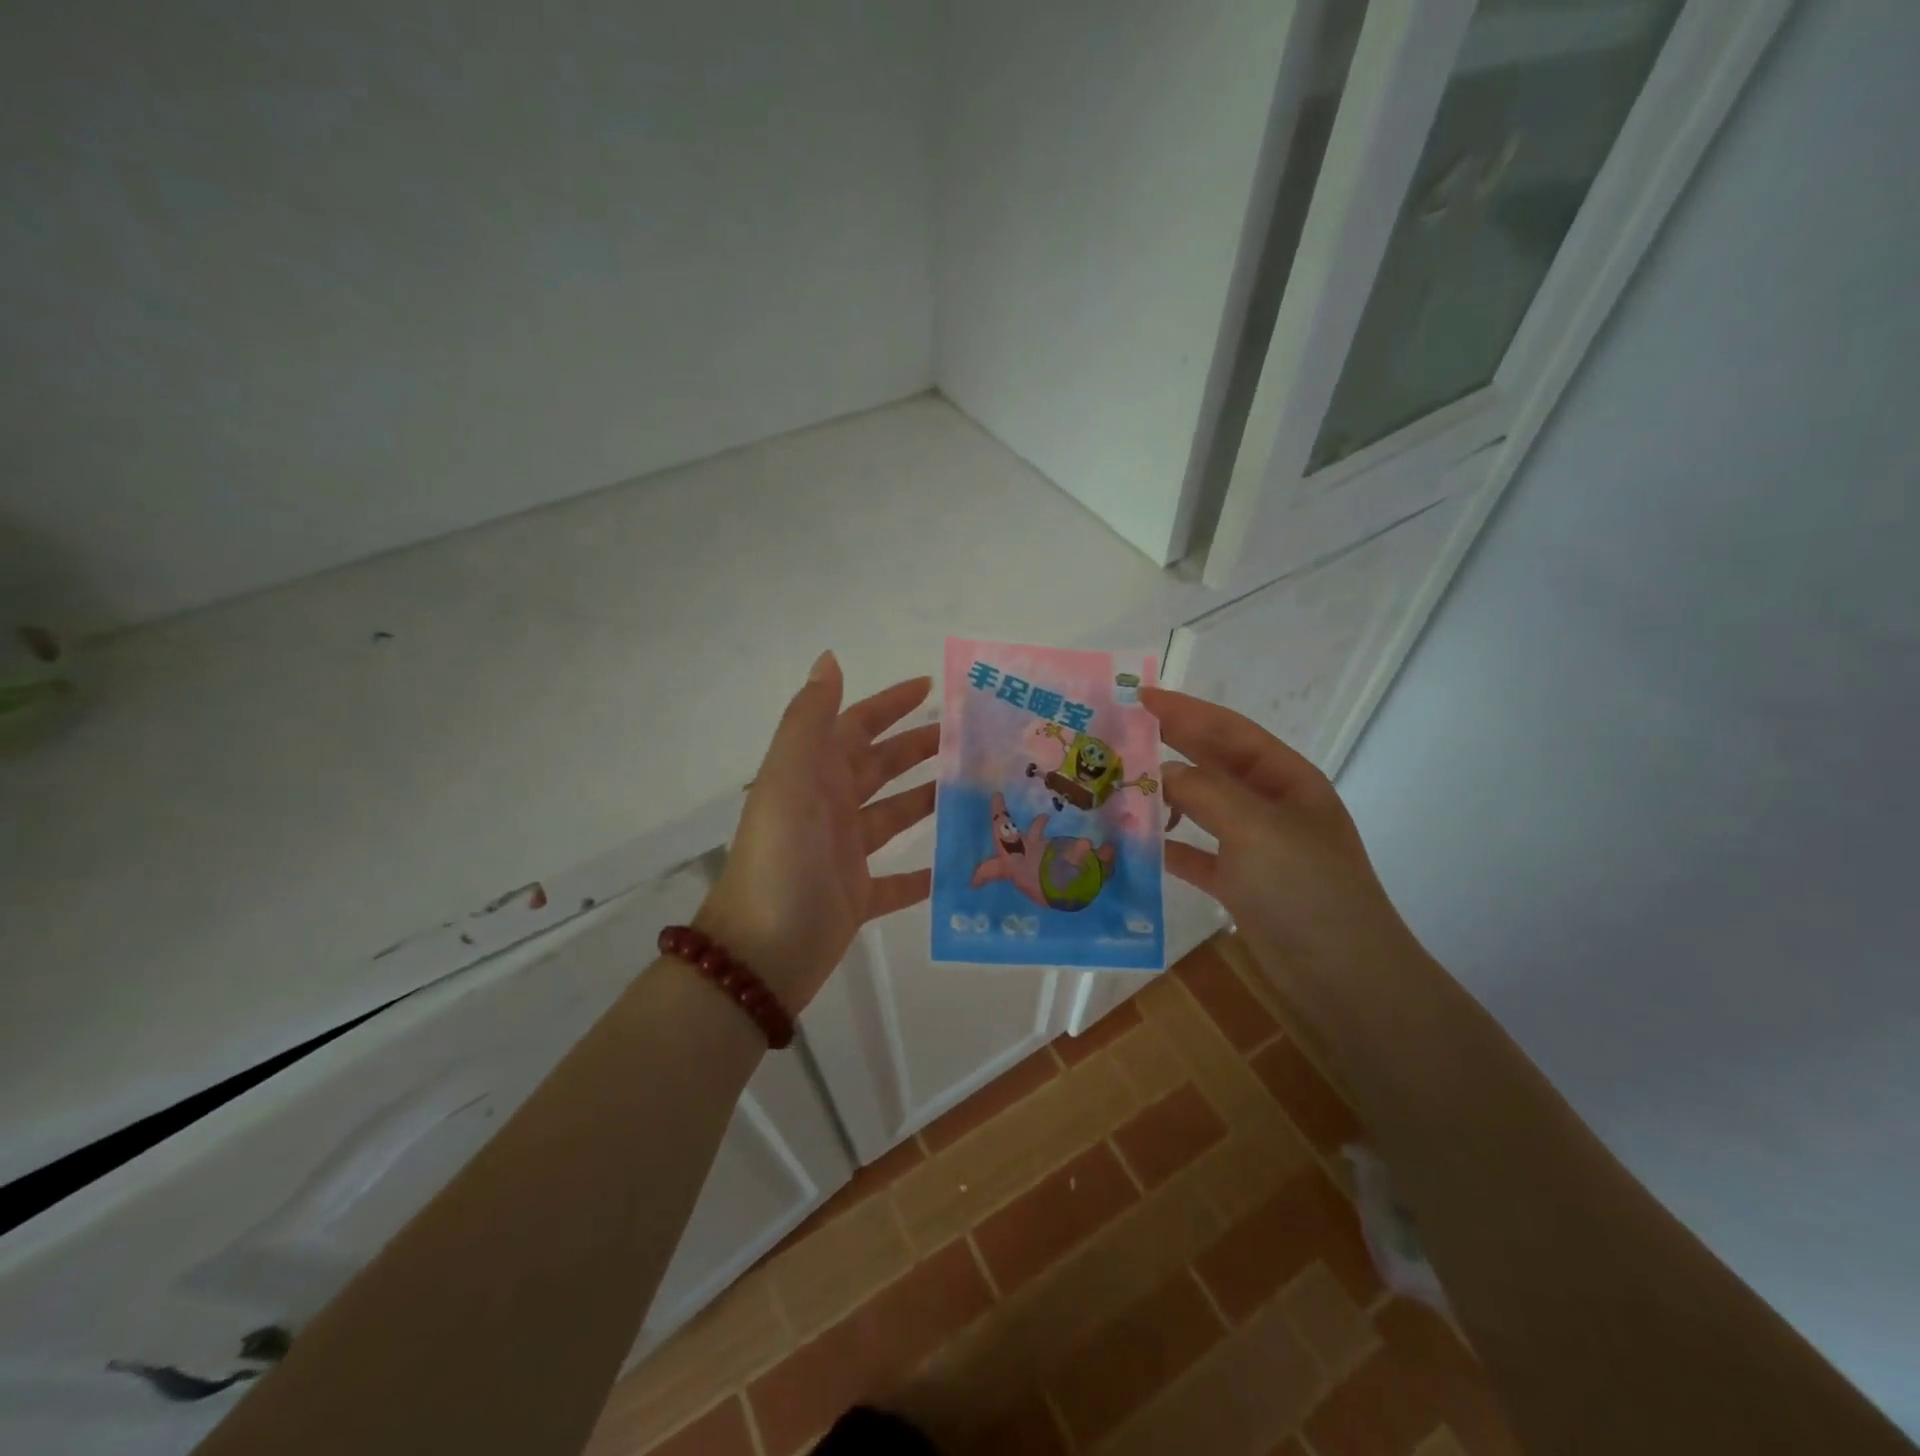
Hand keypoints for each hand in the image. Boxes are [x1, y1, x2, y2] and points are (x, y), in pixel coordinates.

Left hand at [696, 652, 939, 1012]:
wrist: (762, 952)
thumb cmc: (783, 857)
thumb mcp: (790, 777)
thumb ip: (810, 718)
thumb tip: (830, 658)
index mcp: (812, 775)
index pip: (855, 726)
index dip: (889, 704)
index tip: (931, 688)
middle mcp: (827, 807)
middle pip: (879, 767)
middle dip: (918, 748)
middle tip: (970, 739)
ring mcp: (842, 853)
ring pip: (893, 816)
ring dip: (928, 800)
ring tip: (976, 790)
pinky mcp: (856, 897)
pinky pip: (897, 880)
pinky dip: (924, 873)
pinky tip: (957, 864)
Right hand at [1142, 688, 1418, 984]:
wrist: (1342, 975)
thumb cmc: (1305, 888)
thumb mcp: (1255, 827)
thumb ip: (1204, 792)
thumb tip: (1160, 772)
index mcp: (1286, 779)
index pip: (1228, 731)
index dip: (1184, 711)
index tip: (1137, 696)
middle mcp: (1271, 805)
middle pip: (1212, 765)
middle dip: (1168, 747)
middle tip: (1117, 734)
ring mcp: (1256, 846)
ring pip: (1200, 808)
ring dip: (1163, 796)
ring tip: (1116, 785)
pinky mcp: (1241, 883)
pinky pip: (1196, 854)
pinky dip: (1168, 846)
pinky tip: (1135, 842)